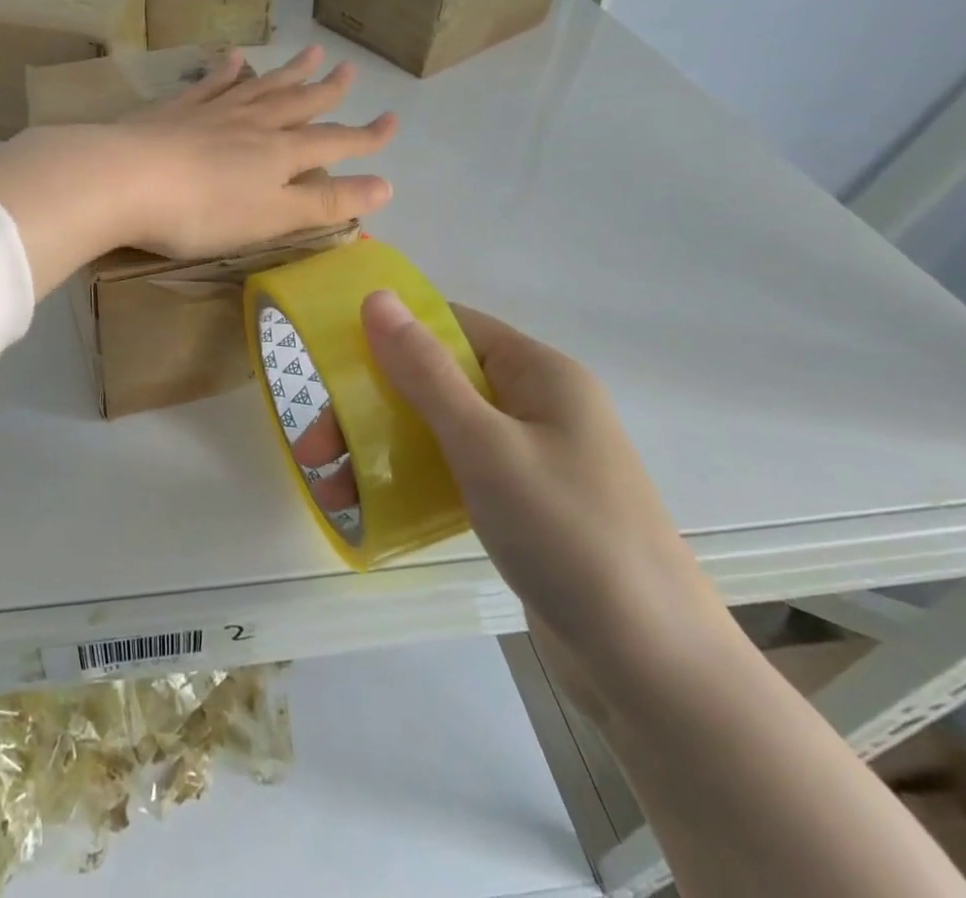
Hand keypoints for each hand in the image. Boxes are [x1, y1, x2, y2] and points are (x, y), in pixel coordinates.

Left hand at [116, 45, 394, 256]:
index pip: (334, 142)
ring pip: (260, 86)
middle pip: (298, 103)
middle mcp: (252, 123)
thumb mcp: (272, 217)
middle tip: (349, 68)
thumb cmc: (202, 211)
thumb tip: (386, 187)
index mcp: (278, 154)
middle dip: (327, 90)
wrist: (125, 179)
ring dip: (287, 71)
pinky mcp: (175, 109)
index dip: (366, 136)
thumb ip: (325, 202)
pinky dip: (226, 70)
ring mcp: (212, 111)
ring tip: (311, 52)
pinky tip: (235, 56)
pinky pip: (209, 83)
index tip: (392, 121)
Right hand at [360, 295, 733, 717]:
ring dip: (378, 449)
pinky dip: (409, 481)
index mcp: (537, 372)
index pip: (450, 325)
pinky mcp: (520, 502)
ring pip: (435, 429)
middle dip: (368, 408)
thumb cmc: (568, 533)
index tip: (331, 361)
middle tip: (313, 447)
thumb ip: (425, 371)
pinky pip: (452, 471)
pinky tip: (369, 508)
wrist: (652, 667)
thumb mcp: (485, 444)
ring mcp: (527, 455)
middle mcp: (533, 403)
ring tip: (328, 488)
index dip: (389, 334)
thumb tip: (376, 297)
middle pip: (433, 381)